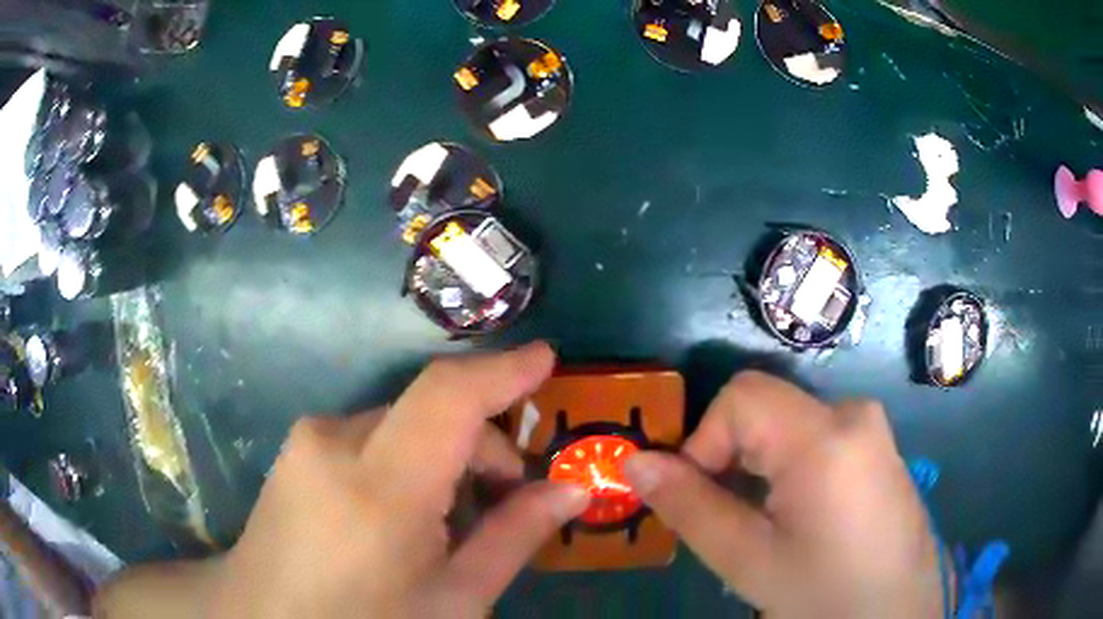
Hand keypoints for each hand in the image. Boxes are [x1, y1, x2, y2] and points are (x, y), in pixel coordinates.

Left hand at [94, 343, 588, 618]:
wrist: (263, 618)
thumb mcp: (454, 599)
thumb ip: (513, 537)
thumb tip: (571, 491)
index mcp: (379, 487)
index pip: (448, 397)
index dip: (502, 370)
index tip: (547, 359)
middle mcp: (336, 441)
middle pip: (432, 410)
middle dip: (483, 444)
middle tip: (509, 499)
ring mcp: (309, 439)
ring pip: (404, 422)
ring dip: (445, 454)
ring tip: (455, 516)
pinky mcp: (299, 446)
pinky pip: (372, 434)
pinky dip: (409, 459)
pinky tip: (407, 512)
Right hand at [624, 371, 942, 618]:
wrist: (896, 616)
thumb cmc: (824, 595)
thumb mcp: (749, 560)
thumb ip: (689, 506)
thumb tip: (634, 462)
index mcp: (825, 435)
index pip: (741, 396)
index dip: (703, 440)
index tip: (696, 496)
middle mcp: (854, 413)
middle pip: (766, 408)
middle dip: (730, 456)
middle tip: (727, 518)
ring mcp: (872, 430)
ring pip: (789, 425)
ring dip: (758, 465)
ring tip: (761, 523)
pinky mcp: (879, 448)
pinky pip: (819, 438)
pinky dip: (788, 467)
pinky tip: (796, 517)